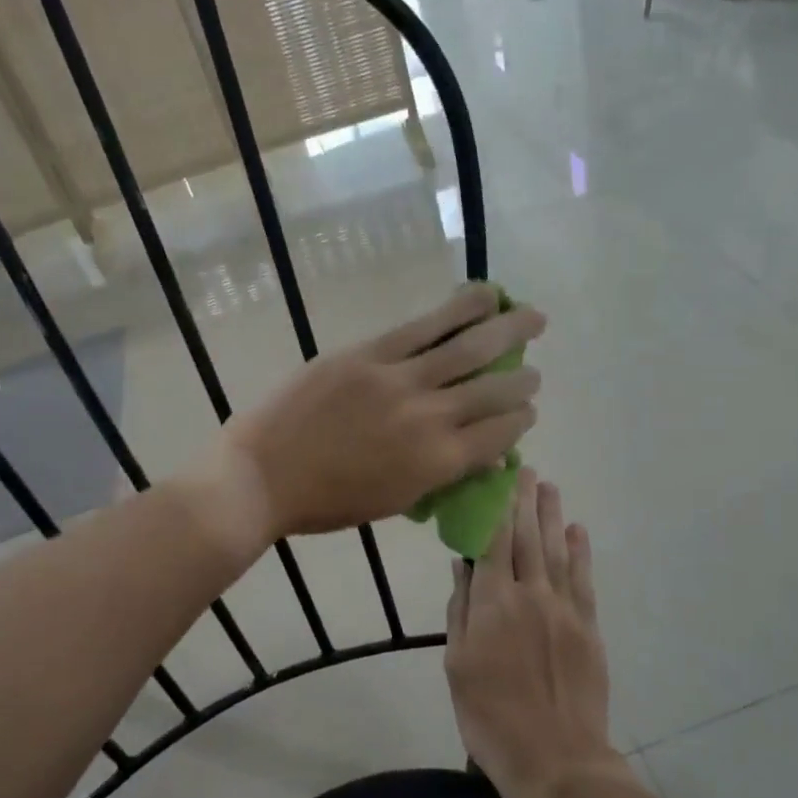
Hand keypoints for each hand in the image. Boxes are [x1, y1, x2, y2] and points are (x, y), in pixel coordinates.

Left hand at [216, 284, 544, 542]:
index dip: (520, 420)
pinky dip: (459, 309)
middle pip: (494, 390)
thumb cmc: (327, 502)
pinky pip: (424, 327)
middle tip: (534, 373)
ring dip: (508, 331)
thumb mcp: (395, 501)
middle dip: (523, 380)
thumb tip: (479, 452)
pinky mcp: (370, 353)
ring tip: (532, 317)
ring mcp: (400, 380)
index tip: (525, 412)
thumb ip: (441, 474)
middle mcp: (430, 418)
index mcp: (438, 463)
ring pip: (469, 348)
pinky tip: (484, 296)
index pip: (500, 434)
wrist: (263, 476)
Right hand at [444, 471, 633, 797]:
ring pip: (557, 550)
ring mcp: (564, 609)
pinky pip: (584, 579)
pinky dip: (581, 552)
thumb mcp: (457, 667)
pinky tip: (578, 530)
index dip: (493, 507)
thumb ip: (460, 611)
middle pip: (527, 537)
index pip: (492, 541)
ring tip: (549, 487)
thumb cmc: (491, 718)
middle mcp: (530, 595)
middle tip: (525, 470)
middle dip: (524, 501)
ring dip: (552, 516)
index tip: (494, 478)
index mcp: (493, 604)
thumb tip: (462, 565)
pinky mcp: (588, 627)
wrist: (557, 760)